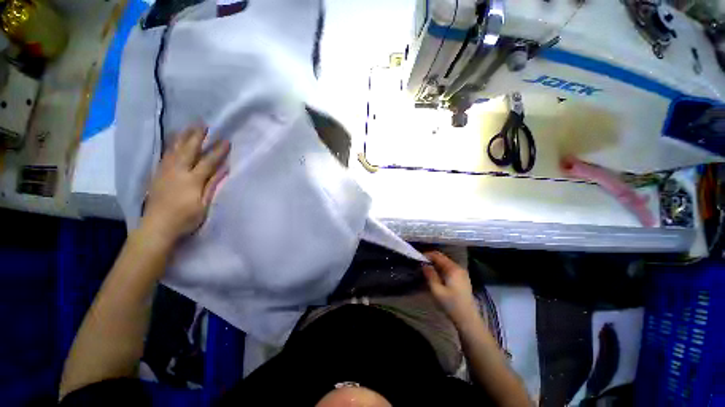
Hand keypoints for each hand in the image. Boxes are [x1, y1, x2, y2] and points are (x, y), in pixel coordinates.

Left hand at [141, 125, 229, 243]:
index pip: (208, 162)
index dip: (218, 151)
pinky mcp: (157, 175)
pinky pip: (165, 155)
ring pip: (174, 150)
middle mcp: (178, 172)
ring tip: (188, 127)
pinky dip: (170, 146)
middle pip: (188, 150)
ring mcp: (165, 172)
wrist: (156, 227)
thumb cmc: (185, 218)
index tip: (226, 140)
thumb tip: (224, 169)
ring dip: (182, 137)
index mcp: (192, 180)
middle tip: (203, 124)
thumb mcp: (204, 204)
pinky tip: (173, 142)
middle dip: (197, 136)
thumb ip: (213, 185)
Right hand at [422, 251, 478, 326]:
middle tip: (421, 265)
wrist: (468, 319)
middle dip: (431, 260)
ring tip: (426, 270)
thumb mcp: (437, 290)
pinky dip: (441, 269)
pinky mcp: (463, 279)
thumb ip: (430, 275)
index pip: (438, 255)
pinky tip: (436, 276)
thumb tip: (424, 264)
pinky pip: (450, 269)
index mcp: (453, 269)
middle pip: (442, 258)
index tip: (418, 258)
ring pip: (446, 264)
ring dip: (436, 265)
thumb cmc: (451, 304)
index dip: (427, 255)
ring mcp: (462, 273)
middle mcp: (459, 267)